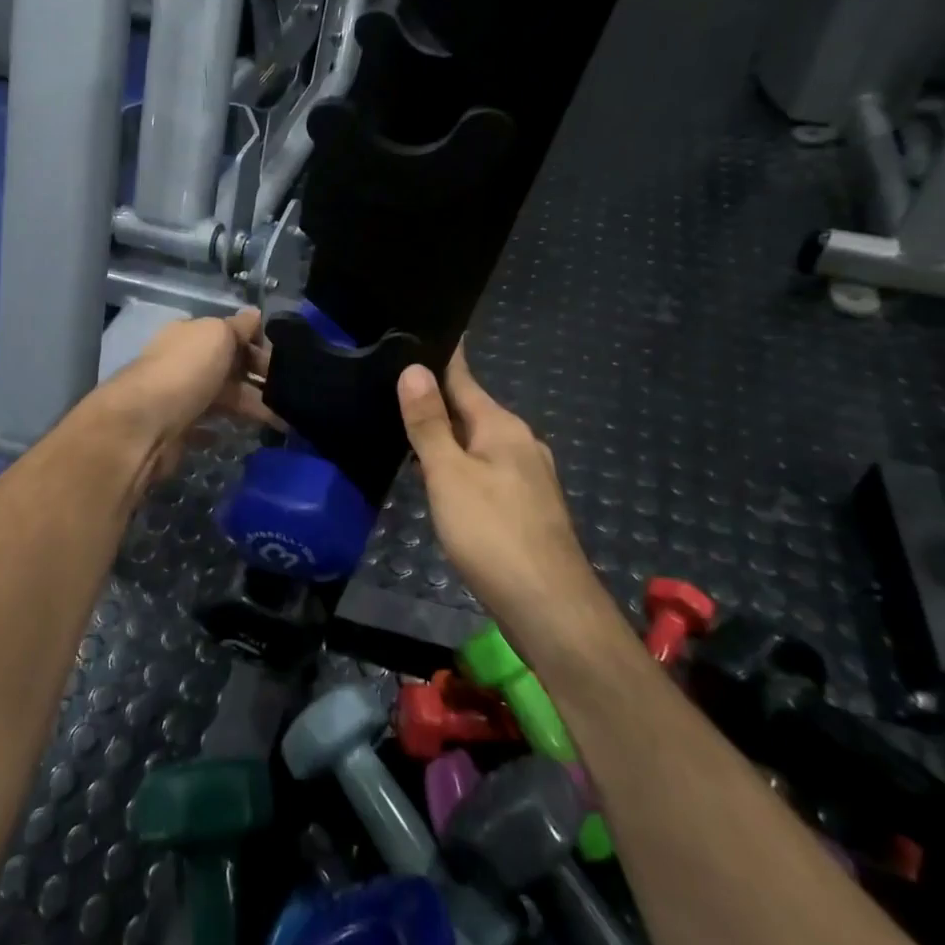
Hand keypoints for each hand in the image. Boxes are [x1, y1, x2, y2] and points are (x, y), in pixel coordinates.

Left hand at [93, 309, 277, 478]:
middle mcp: (184, 362)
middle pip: (230, 367)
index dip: (259, 345)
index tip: (286, 362)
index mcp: (191, 334)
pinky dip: (225, 428)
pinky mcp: (178, 429)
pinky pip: (208, 426)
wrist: (145, 424)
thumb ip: (239, 326)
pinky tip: (247, 434)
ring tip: (284, 420)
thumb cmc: (186, 371)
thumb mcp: (218, 334)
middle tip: (293, 394)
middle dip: (260, 378)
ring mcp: (180, 397)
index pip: (231, 334)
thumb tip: (256, 314)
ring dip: (251, 406)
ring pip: (223, 398)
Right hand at [397, 347, 604, 622]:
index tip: (417, 336)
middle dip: (440, 400)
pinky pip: (488, 471)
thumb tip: (414, 367)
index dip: (441, 359)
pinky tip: (444, 480)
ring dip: (450, 436)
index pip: (465, 379)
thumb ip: (429, 424)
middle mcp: (522, 444)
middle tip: (395, 386)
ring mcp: (530, 477)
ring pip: (480, 444)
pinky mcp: (528, 508)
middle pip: (473, 411)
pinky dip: (463, 466)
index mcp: (502, 427)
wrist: (549, 607)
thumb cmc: (493, 533)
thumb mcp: (449, 475)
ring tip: (411, 429)